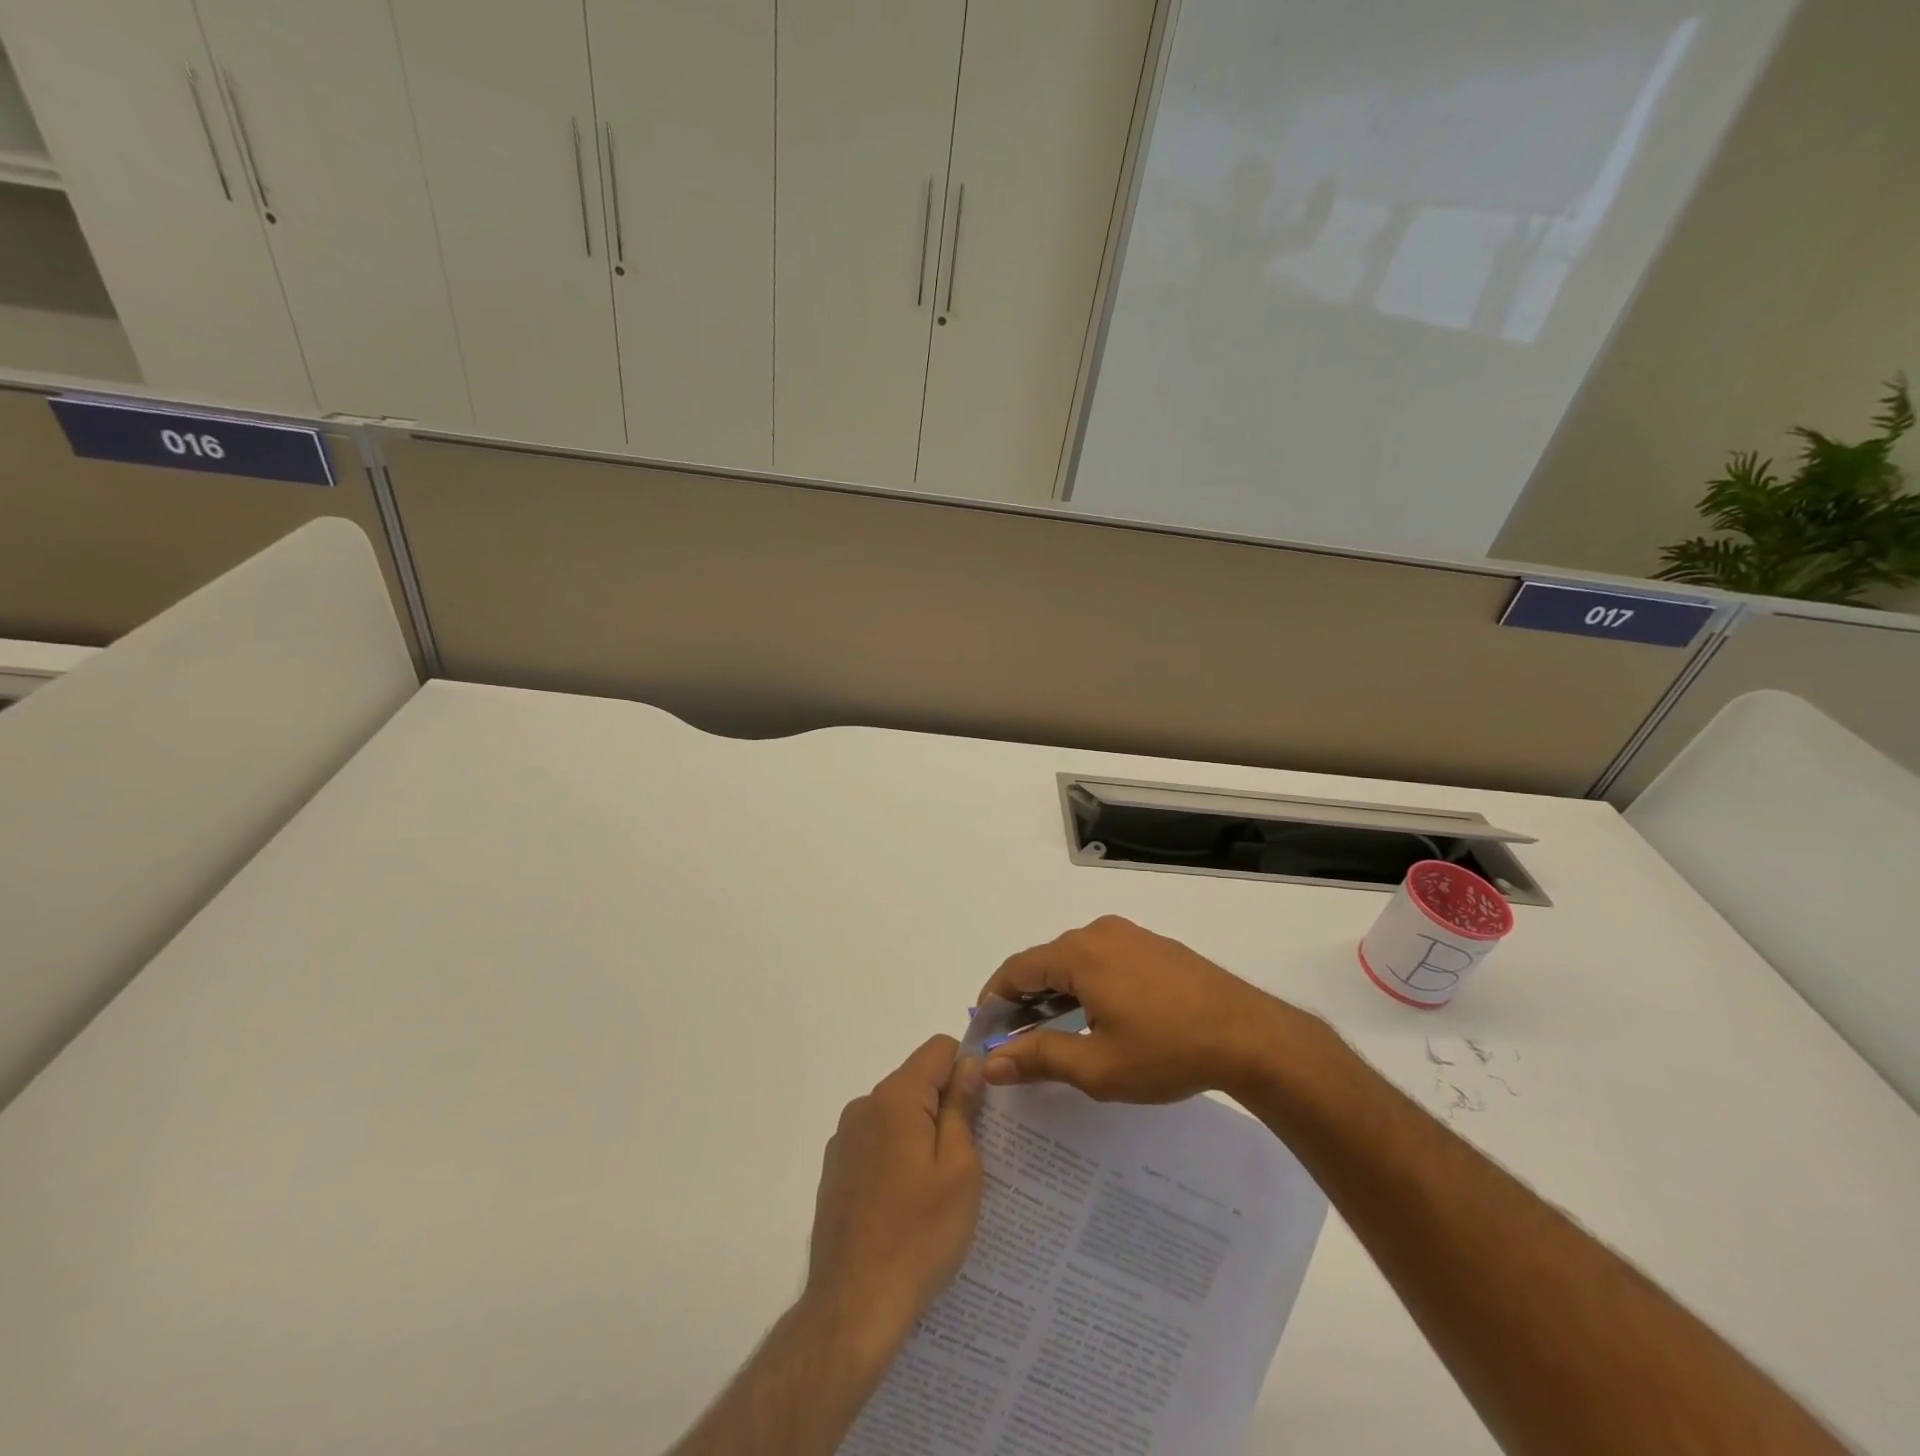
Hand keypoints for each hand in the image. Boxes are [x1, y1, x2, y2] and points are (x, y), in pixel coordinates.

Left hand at [805, 1035, 985, 1351]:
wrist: (853, 1307)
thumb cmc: (919, 1235)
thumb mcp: (960, 1169)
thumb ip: (962, 1107)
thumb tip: (968, 1064)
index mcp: (895, 1098)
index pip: (938, 1049)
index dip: (967, 1066)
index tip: (985, 1106)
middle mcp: (864, 1106)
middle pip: (917, 1081)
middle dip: (946, 1104)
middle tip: (971, 1155)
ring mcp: (844, 1139)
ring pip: (897, 1113)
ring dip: (922, 1132)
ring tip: (940, 1187)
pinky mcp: (835, 1170)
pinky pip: (878, 1142)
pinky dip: (898, 1156)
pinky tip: (908, 1204)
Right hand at [977, 915, 1310, 1102]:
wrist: (1250, 1036)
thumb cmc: (1167, 1052)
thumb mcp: (1097, 1065)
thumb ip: (1039, 1058)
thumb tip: (990, 1062)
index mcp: (1080, 954)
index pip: (1018, 969)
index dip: (994, 998)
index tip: (984, 1030)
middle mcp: (1100, 933)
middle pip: (1045, 961)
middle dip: (1025, 998)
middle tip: (1016, 1039)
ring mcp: (1130, 935)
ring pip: (1075, 959)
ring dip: (1056, 991)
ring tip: (1052, 1032)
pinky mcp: (1154, 946)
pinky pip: (1104, 958)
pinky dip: (1085, 983)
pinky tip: (1096, 1015)